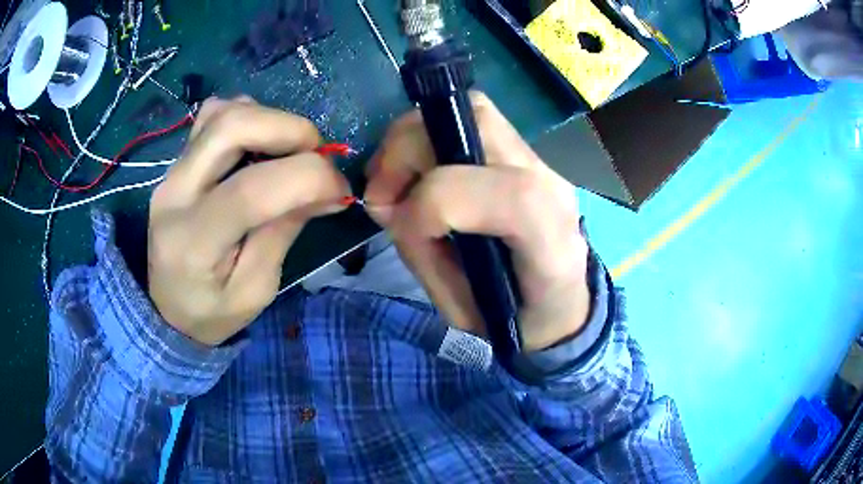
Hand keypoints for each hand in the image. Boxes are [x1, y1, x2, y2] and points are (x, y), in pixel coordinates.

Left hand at [148, 97, 350, 345]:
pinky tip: (258, 144)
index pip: (253, 189)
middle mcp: (176, 193)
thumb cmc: (212, 312)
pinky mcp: (176, 161)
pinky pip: (212, 115)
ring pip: (223, 112)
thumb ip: (283, 232)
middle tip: (316, 156)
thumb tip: (326, 188)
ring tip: (288, 151)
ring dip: (269, 120)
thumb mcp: (256, 291)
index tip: (340, 190)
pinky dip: (247, 117)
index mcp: (195, 242)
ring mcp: (172, 171)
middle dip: (291, 130)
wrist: (167, 307)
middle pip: (233, 127)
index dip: (311, 178)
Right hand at [365, 92, 590, 351]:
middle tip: (381, 193)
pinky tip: (414, 172)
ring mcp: (538, 160)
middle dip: (407, 151)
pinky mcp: (522, 153)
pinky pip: (469, 122)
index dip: (428, 207)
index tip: (402, 231)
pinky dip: (428, 138)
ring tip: (393, 180)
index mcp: (547, 235)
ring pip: (470, 110)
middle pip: (474, 121)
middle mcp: (549, 181)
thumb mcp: (467, 313)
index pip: (485, 191)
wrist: (563, 304)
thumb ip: (425, 255)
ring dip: (413, 138)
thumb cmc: (519, 320)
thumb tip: (387, 205)